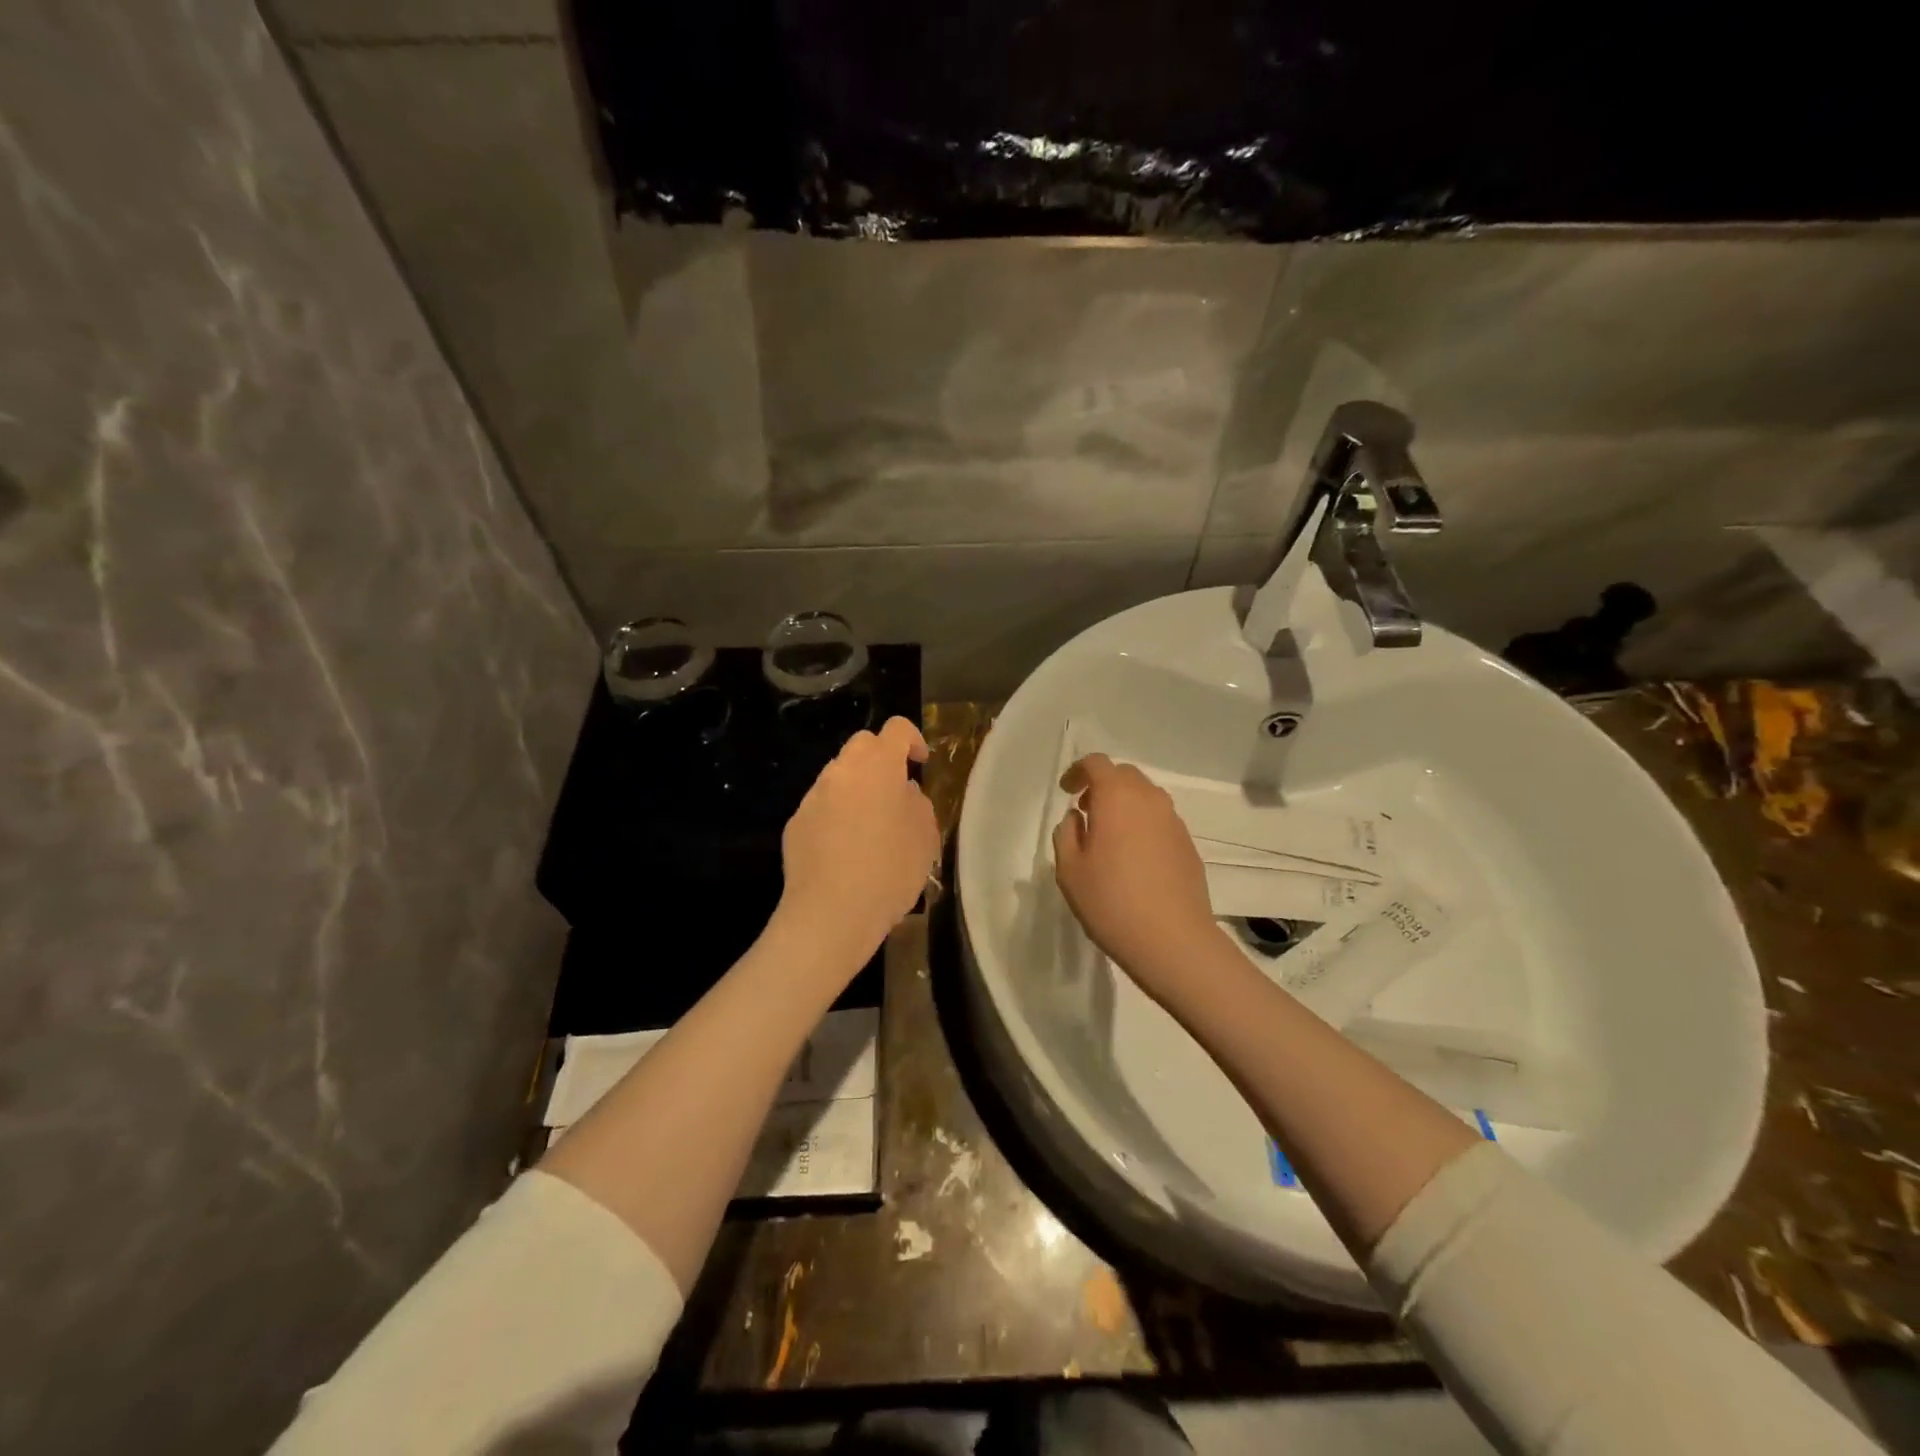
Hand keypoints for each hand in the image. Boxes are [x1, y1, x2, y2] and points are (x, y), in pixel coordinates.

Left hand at [778, 716, 939, 971]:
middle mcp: (841, 771)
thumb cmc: (889, 869)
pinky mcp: (796, 823)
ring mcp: (813, 796)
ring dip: (857, 788)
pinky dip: (836, 815)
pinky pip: (822, 806)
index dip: (913, 740)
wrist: (831, 912)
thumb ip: (917, 802)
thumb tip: (903, 792)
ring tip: (871, 825)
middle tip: (896, 791)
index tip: (921, 764)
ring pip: (839, 776)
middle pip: (862, 745)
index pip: (896, 729)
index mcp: (878, 765)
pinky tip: (845, 849)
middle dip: (881, 758)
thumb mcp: (925, 836)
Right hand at [1053, 753, 1221, 1002]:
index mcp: (1117, 797)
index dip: (1077, 771)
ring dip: (1124, 804)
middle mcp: (1149, 799)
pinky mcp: (1188, 844)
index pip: (1096, 763)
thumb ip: (1066, 834)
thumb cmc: (1111, 902)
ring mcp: (1174, 821)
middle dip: (1102, 785)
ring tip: (1108, 836)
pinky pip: (1160, 820)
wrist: (1173, 940)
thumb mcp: (1069, 870)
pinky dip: (1142, 824)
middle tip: (1085, 811)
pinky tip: (1133, 858)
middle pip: (1124, 775)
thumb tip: (1077, 818)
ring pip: (1145, 796)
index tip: (1066, 792)